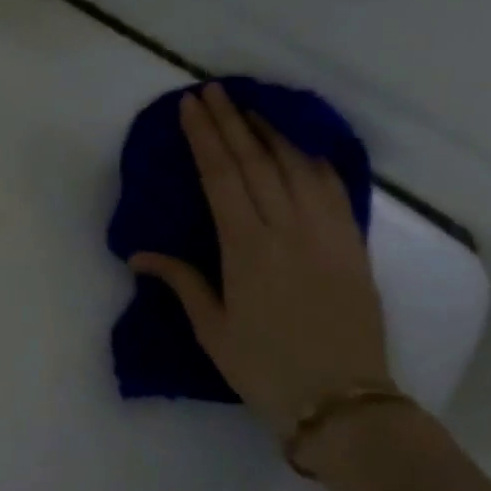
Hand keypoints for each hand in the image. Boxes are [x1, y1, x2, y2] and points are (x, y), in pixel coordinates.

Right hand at [130, 84, 392, 435]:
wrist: (342, 400)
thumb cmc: (264, 367)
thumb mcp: (211, 328)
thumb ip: (181, 281)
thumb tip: (138, 254)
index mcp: (246, 248)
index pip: (221, 176)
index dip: (204, 137)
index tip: (190, 106)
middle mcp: (287, 229)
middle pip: (256, 161)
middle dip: (230, 122)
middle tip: (211, 91)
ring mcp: (326, 233)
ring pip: (296, 166)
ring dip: (270, 131)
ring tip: (249, 108)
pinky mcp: (352, 244)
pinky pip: (332, 187)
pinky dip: (312, 159)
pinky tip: (299, 146)